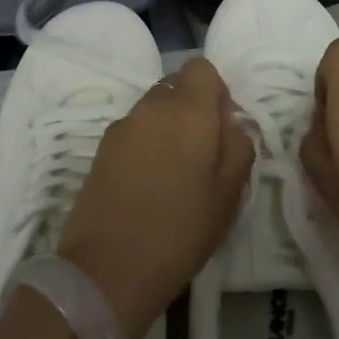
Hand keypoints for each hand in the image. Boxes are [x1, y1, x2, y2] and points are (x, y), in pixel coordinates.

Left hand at [57, 58, 252, 338]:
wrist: (108, 270)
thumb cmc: (181, 231)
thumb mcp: (230, 192)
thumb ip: (238, 144)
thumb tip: (229, 123)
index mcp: (188, 111)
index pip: (202, 68)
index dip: (216, 91)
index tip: (221, 128)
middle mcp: (151, 107)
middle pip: (176, 86)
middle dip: (191, 108)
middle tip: (201, 154)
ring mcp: (121, 126)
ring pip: (153, 108)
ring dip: (167, 126)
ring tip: (173, 172)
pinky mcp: (100, 149)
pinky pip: (133, 130)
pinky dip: (145, 144)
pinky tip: (147, 184)